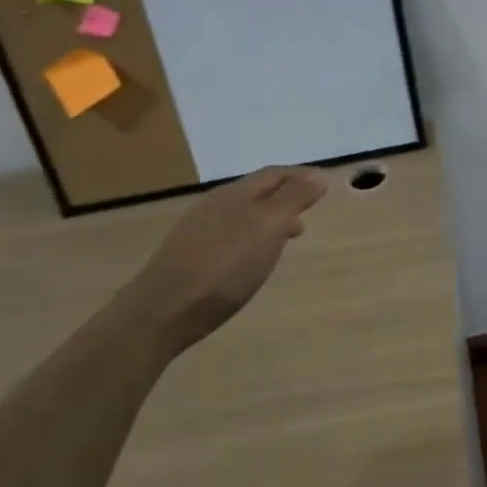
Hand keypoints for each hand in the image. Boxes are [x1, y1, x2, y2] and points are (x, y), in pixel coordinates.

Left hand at [114, 165, 328, 358]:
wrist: (161, 313)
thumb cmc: (224, 267)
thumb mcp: (267, 228)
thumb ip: (293, 199)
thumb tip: (316, 176)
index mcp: (236, 193)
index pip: (275, 174)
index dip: (302, 176)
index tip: (325, 185)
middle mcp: (215, 204)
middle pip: (258, 192)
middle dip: (287, 197)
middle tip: (310, 211)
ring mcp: (197, 230)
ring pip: (243, 214)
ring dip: (270, 219)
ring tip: (288, 238)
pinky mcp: (187, 256)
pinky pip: (229, 234)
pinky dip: (251, 237)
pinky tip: (251, 258)